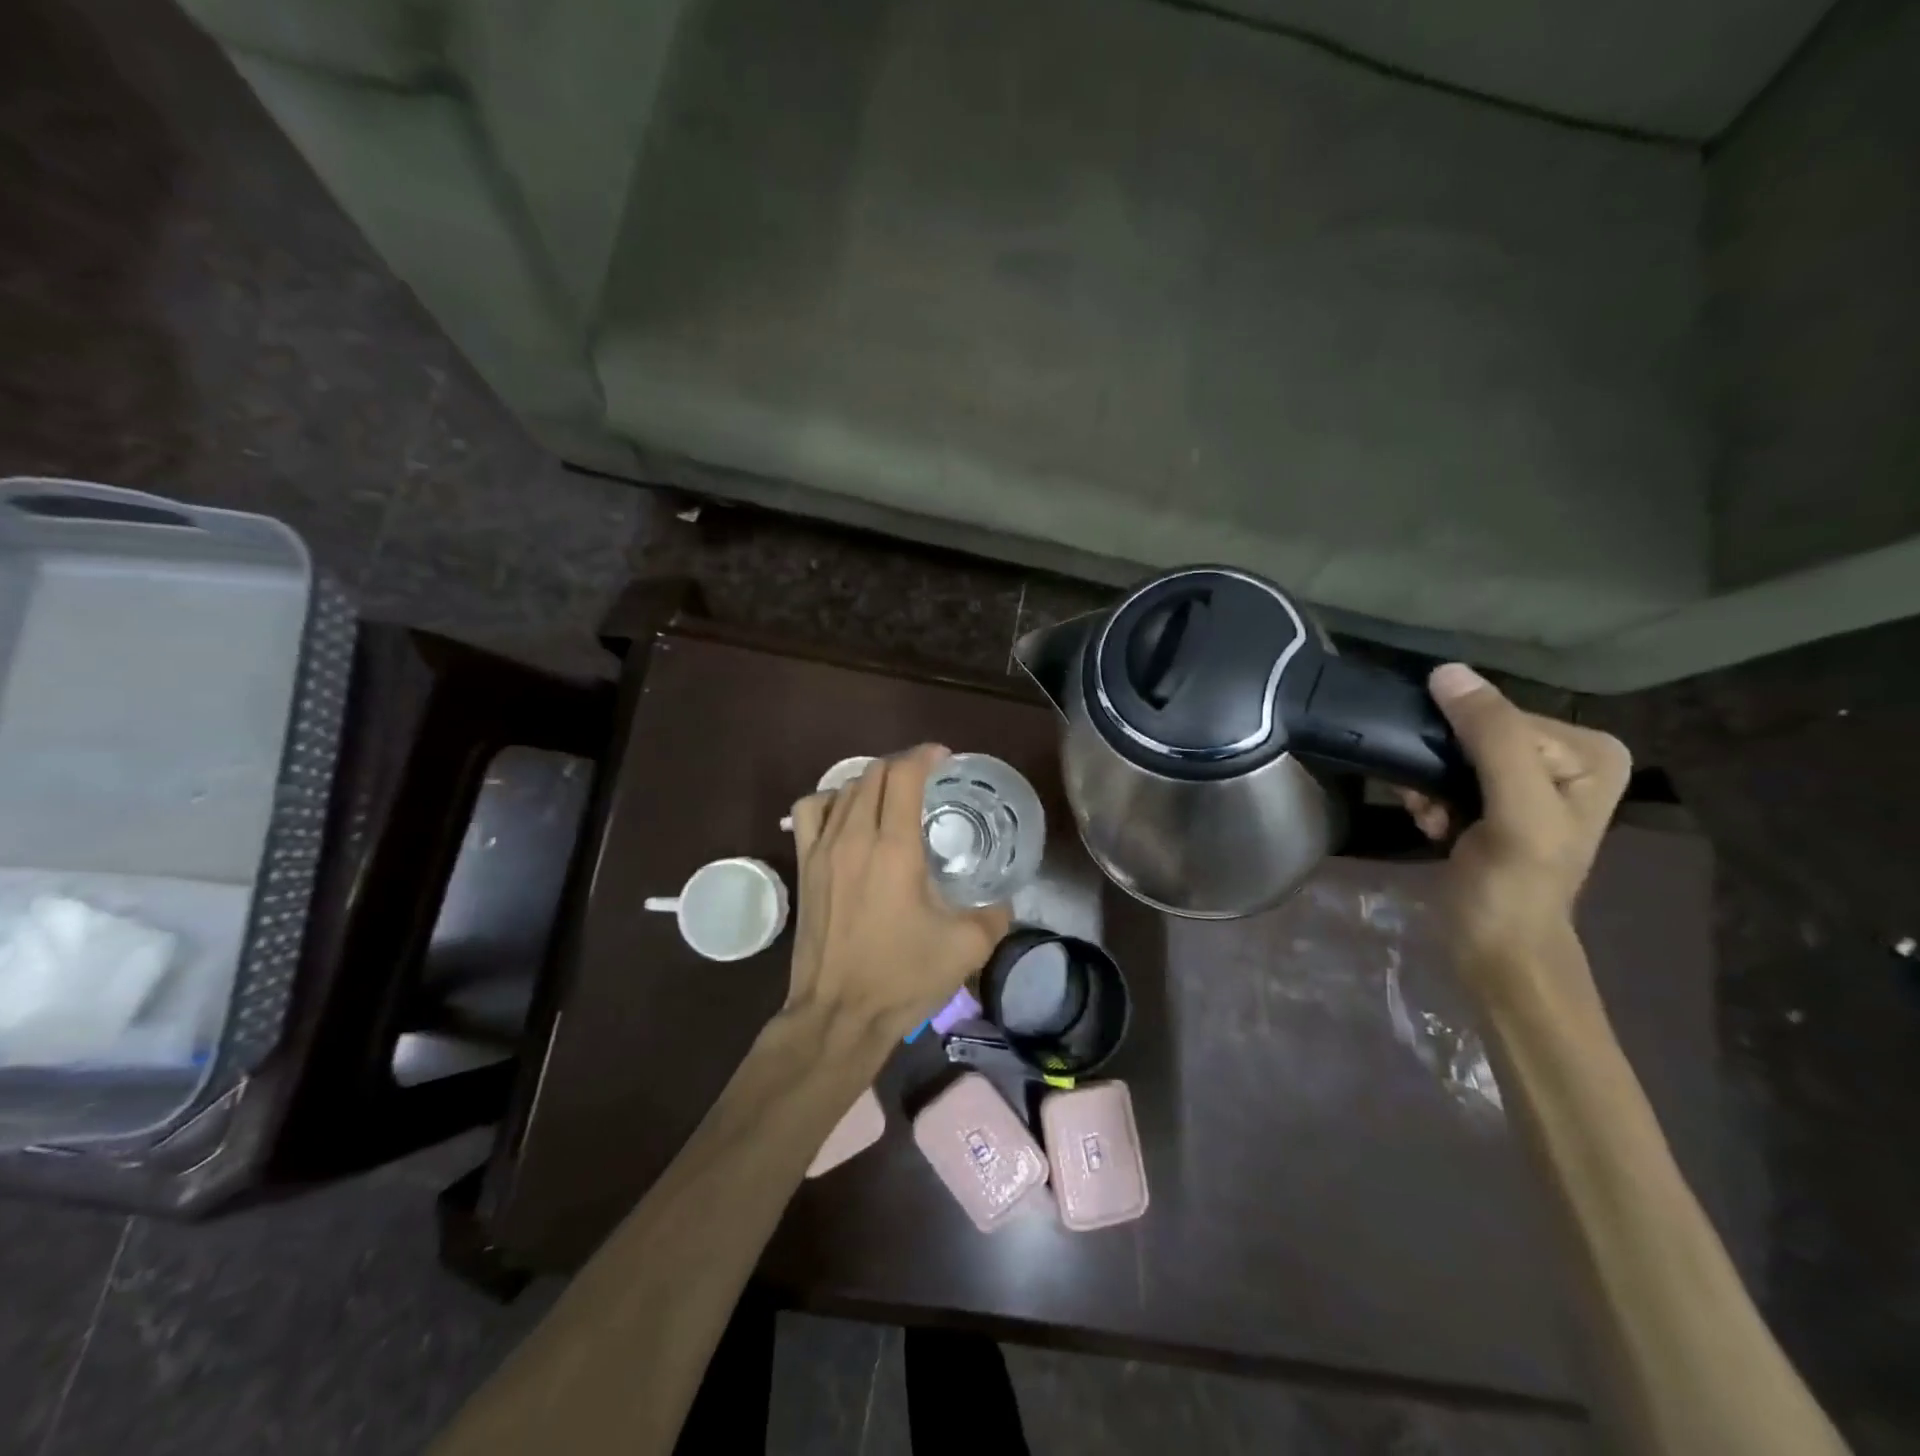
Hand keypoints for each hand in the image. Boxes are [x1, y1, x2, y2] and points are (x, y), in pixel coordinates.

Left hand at [786, 745, 1011, 1041]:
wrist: (838, 1015)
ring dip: (872, 781)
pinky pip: (809, 811)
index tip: (946, 759)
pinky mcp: (804, 866)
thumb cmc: (902, 979)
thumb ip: (995, 911)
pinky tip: (848, 816)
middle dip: (903, 765)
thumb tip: (1003, 894)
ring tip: (894, 797)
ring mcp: (822, 849)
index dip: (926, 756)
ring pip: (843, 787)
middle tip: (929, 780)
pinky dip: (831, 800)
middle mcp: (854, 837)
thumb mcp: (967, 947)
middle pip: (873, 772)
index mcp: (894, 849)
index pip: (903, 774)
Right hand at [1401, 664, 1631, 998]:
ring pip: (1452, 754)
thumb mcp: (1514, 809)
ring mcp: (1527, 782)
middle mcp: (1565, 758)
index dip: (1460, 747)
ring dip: (1428, 785)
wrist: (1497, 951)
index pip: (1501, 715)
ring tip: (1430, 819)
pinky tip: (1431, 825)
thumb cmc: (1514, 886)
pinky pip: (1445, 775)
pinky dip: (1429, 798)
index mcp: (1590, 752)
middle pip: (1475, 733)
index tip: (1447, 791)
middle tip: (1432, 807)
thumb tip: (1446, 671)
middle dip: (1440, 768)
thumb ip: (1491, 738)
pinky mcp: (1494, 803)